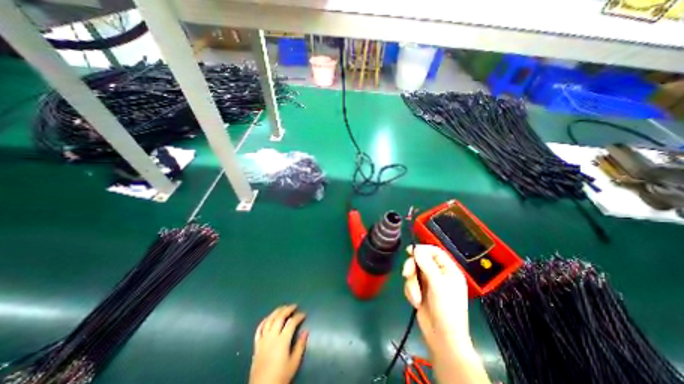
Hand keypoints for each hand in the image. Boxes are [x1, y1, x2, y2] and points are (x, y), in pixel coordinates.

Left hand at [250, 307, 307, 383]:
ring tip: (283, 307)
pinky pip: (259, 329)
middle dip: (288, 309)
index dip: (299, 316)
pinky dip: (264, 321)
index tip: (304, 314)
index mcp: (282, 341)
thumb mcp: (294, 363)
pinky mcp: (256, 345)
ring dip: (277, 311)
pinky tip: (268, 318)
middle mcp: (272, 337)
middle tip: (294, 306)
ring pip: (269, 320)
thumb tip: (306, 331)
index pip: (291, 322)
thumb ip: (300, 346)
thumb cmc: (280, 377)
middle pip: (279, 317)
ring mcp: (263, 340)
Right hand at [402, 246, 473, 355]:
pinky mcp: (420, 290)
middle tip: (407, 274)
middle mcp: (438, 274)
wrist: (441, 338)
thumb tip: (416, 248)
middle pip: (420, 260)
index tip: (410, 251)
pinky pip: (410, 283)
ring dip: (411, 284)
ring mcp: (428, 282)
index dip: (423, 249)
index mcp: (448, 270)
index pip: (435, 252)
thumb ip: (426, 264)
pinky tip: (415, 302)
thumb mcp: (437, 285)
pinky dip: (410, 291)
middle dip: (412, 268)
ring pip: (413, 272)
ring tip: (416, 297)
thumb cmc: (446, 310)